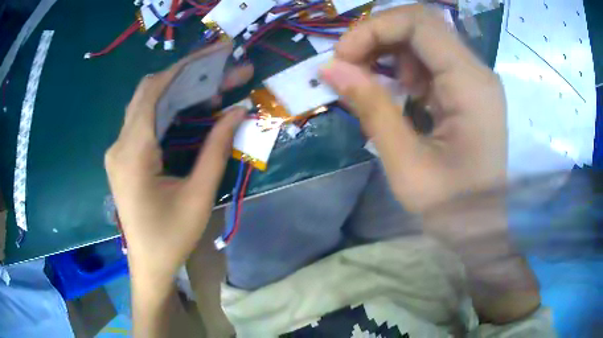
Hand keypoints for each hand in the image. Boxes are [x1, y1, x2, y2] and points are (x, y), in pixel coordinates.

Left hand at [104, 43, 252, 287]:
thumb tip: (238, 111)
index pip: (152, 91)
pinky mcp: (124, 157)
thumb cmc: (171, 237)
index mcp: (132, 153)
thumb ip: (216, 149)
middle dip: (187, 77)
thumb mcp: (198, 196)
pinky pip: (146, 122)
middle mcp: (120, 144)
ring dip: (180, 93)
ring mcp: (119, 150)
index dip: (183, 68)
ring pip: (148, 105)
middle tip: (225, 71)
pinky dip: (170, 110)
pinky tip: (194, 111)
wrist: (148, 265)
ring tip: (217, 89)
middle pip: (150, 93)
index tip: (215, 55)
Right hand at [321, 5, 506, 212]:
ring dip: (388, 52)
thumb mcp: (406, 164)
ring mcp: (474, 80)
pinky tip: (396, 94)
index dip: (373, 28)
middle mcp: (477, 72)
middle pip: (421, 26)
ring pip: (424, 40)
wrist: (484, 227)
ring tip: (370, 84)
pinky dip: (403, 69)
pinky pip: (431, 62)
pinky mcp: (468, 91)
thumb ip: (372, 108)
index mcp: (471, 84)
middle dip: (377, 37)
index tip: (342, 58)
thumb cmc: (453, 208)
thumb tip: (331, 68)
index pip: (419, 23)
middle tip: (349, 67)